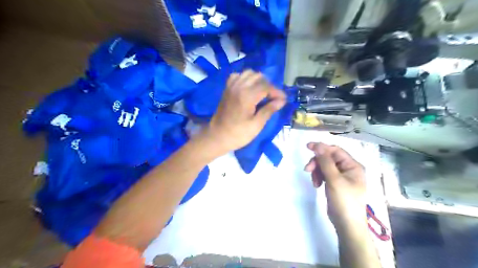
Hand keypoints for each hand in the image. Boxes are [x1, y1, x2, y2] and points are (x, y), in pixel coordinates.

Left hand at [203, 70, 284, 152]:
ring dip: (258, 80)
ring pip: (249, 74)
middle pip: (259, 77)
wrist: (217, 137)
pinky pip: (238, 76)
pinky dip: (246, 79)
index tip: (284, 99)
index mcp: (247, 96)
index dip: (277, 92)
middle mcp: (239, 86)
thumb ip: (269, 110)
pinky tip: (249, 88)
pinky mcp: (227, 89)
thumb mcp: (256, 125)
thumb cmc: (238, 134)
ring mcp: (231, 86)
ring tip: (263, 93)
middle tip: (274, 98)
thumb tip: (282, 101)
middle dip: (269, 86)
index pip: (266, 87)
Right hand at [304, 142, 366, 229]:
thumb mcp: (334, 179)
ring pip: (325, 166)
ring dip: (317, 171)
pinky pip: (325, 174)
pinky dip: (319, 177)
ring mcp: (342, 177)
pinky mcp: (335, 183)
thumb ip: (325, 161)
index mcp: (353, 165)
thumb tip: (317, 145)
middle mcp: (348, 169)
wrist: (347, 224)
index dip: (321, 147)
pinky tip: (317, 185)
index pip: (335, 150)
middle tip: (307, 169)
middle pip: (329, 158)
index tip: (307, 147)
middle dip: (317, 162)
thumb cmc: (344, 201)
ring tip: (314, 182)